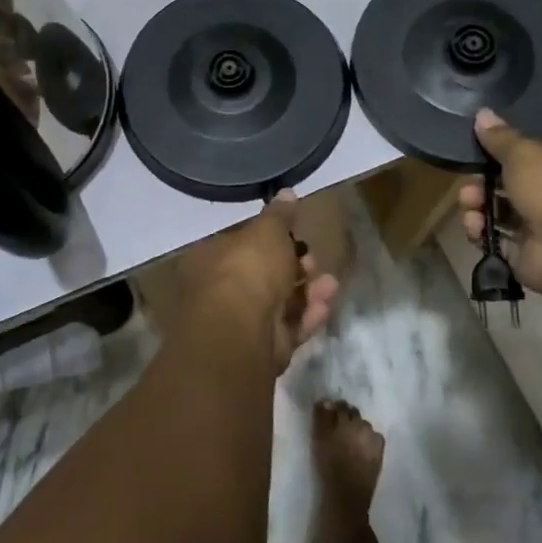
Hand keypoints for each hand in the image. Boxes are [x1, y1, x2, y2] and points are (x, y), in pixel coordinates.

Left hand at [175, 192, 339, 372]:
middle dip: (294, 268)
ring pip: (279, 304)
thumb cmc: (247, 269)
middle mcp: (219, 291)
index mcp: (211, 258)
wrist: (241, 330)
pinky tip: (325, 306)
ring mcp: (239, 323)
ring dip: (307, 292)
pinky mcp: (260, 350)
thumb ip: (280, 215)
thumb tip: (287, 192)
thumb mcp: (268, 230)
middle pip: (263, 276)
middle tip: (314, 261)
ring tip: (330, 283)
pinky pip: (286, 329)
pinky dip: (306, 317)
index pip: (242, 245)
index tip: (296, 236)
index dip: (271, 240)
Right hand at [459, 107, 541, 296]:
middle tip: (469, 181)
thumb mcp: (524, 153)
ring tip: (469, 202)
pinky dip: (482, 231)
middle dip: (484, 181)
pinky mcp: (527, 253)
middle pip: (513, 182)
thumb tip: (481, 114)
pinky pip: (497, 238)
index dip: (510, 148)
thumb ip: (500, 137)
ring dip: (479, 204)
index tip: (483, 146)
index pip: (539, 151)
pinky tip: (474, 226)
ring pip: (501, 211)